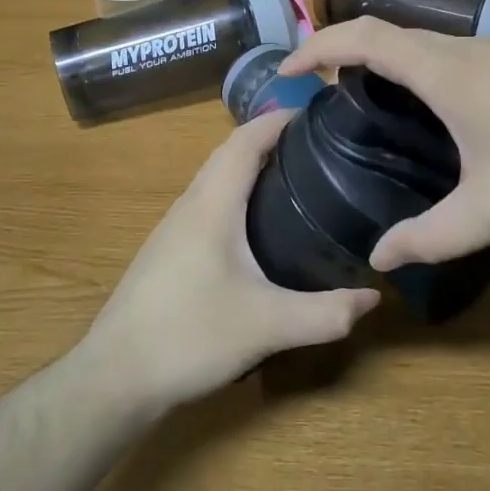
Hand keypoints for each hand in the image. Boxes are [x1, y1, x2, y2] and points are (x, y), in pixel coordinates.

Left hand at [80, 111, 380, 414]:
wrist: (116, 376)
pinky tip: (258, 226)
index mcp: (212, 204)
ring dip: (251, 167)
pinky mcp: (168, 251)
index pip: (245, 140)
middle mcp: (190, 204)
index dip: (279, 120)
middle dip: (271, 140)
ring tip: (296, 178)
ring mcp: (173, 228)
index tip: (318, 114)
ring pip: (216, 179)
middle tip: (318, 147)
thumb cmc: (189, 335)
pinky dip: (237, 195)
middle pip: (229, 153)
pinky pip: (208, 204)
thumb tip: (373, 297)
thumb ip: (326, 313)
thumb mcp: (268, 326)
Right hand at [282, 19, 489, 269]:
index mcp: (444, 71)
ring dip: (396, 64)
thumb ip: (433, 236)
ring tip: (386, 107)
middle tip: (330, 94)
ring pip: (432, 44)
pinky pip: (466, 53)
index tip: (289, 68)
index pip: (361, 38)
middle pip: (391, 34)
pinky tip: (461, 115)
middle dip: (349, 55)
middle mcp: (467, 45)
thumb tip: (379, 259)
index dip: (316, 46)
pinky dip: (436, 71)